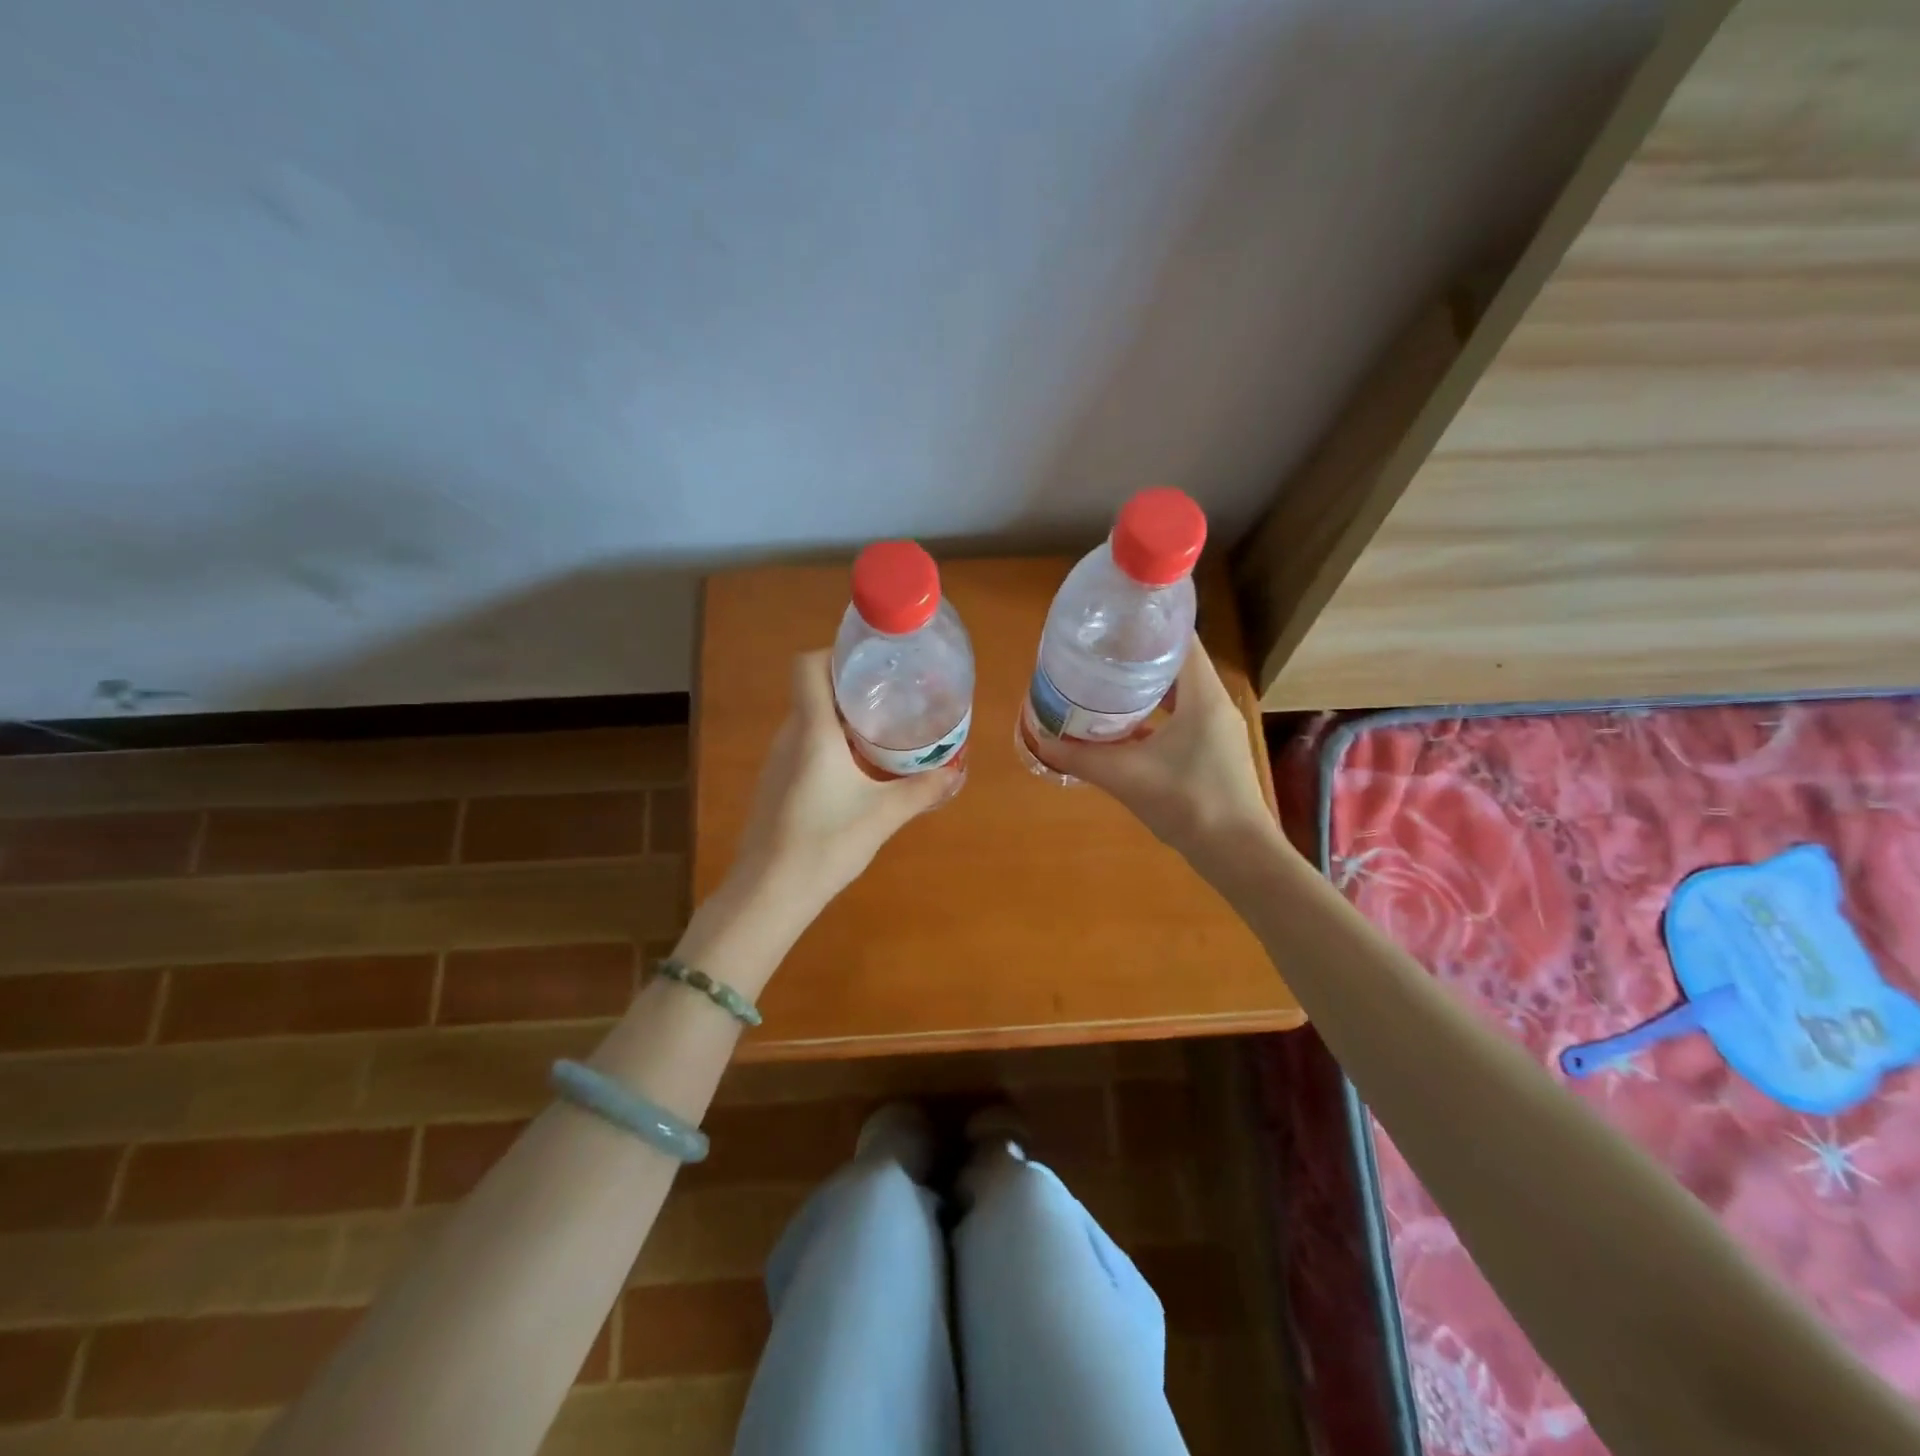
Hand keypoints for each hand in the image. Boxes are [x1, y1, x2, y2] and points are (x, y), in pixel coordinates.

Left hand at [729, 650, 964, 917]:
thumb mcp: (883, 816)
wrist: (768, 894)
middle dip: (852, 688)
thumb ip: (922, 790)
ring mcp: (777, 762)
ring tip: (882, 730)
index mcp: (812, 731)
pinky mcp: (774, 786)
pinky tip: (855, 771)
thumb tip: (957, 772)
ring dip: (842, 719)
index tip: (873, 665)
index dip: (836, 654)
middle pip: (814, 691)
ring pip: (809, 721)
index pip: (808, 666)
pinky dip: (829, 745)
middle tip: (893, 697)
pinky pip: (803, 747)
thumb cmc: (825, 844)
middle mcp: (789, 737)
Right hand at [1030, 638, 1274, 866]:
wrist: (1238, 854)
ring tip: (1103, 686)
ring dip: (1144, 690)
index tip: (1113, 622)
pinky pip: (1180, 720)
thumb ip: (1081, 758)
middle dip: (1137, 658)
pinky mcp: (1212, 752)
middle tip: (1098, 654)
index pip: (1182, 640)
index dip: (1148, 626)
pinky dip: (1153, 718)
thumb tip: (1040, 742)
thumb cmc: (1188, 802)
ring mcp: (1216, 730)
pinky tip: (1123, 730)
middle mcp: (1214, 704)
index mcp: (1203, 695)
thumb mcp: (1127, 776)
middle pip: (1175, 665)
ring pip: (1177, 695)